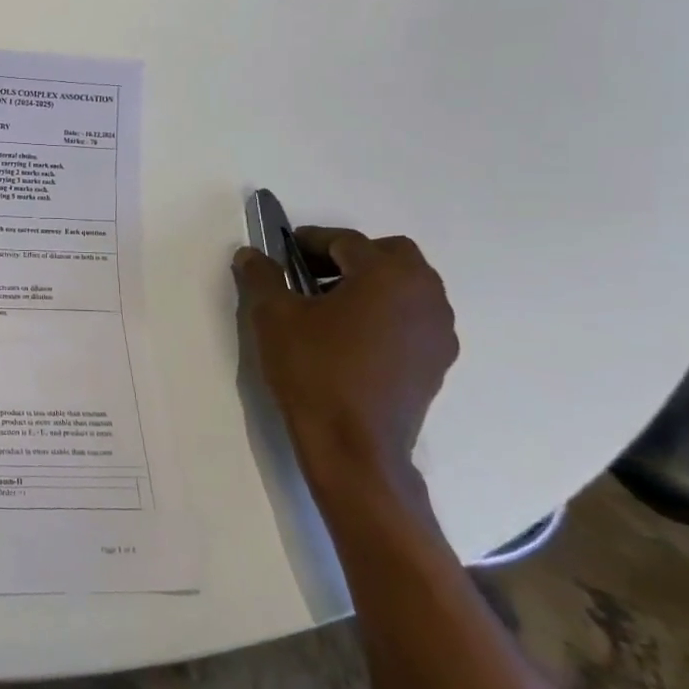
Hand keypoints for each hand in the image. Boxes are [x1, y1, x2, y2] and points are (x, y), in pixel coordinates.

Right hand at [233, 229, 458, 488]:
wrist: (355, 448)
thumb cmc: (314, 371)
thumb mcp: (273, 316)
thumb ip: (262, 276)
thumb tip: (251, 254)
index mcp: (387, 274)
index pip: (346, 241)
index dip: (310, 241)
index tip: (283, 253)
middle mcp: (425, 294)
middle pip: (389, 256)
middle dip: (349, 258)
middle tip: (310, 275)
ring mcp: (438, 331)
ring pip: (406, 287)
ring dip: (370, 285)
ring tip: (329, 308)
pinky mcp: (437, 363)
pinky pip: (412, 319)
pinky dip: (386, 314)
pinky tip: (351, 339)